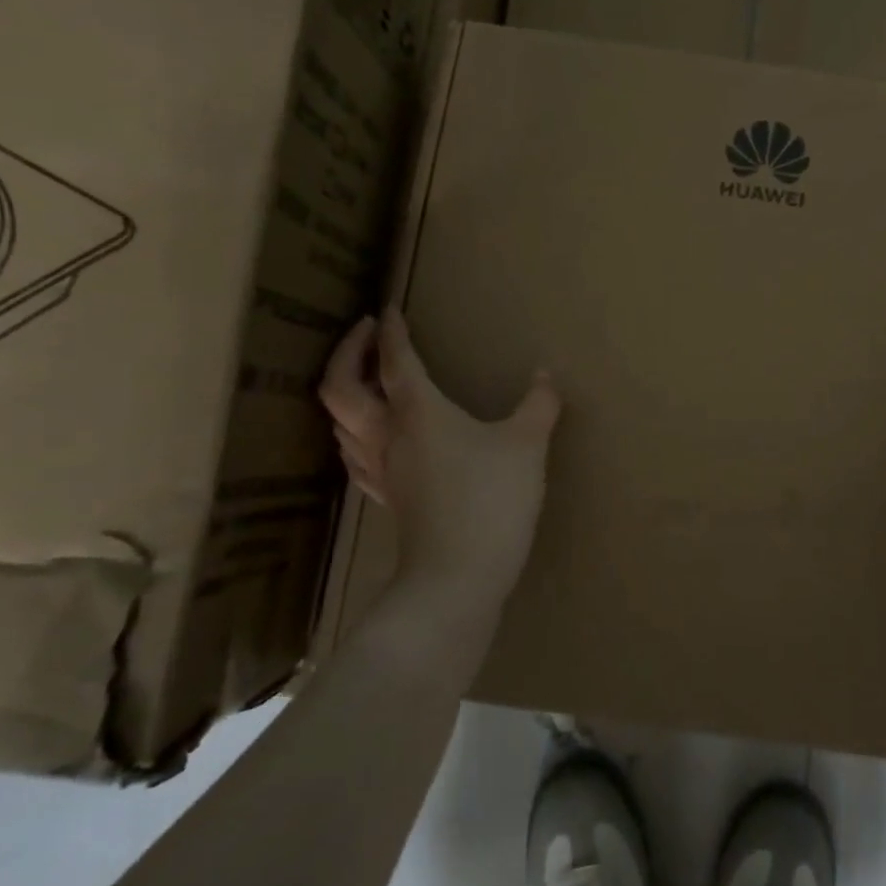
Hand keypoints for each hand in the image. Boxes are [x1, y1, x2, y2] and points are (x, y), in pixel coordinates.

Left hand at [320, 302, 559, 626]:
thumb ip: (539, 405)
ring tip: (365, 379)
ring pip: (340, 421)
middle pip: (341, 386)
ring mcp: (381, 470)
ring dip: (345, 391)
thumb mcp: (527, 445)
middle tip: (365, 333)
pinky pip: (355, 455)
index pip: (394, 360)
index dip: (391, 330)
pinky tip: (371, 437)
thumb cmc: (491, 500)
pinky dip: (355, 432)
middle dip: (348, 352)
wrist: (458, 577)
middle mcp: (388, 434)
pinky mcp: (387, 498)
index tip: (389, 308)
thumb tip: (545, 375)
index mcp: (419, 412)